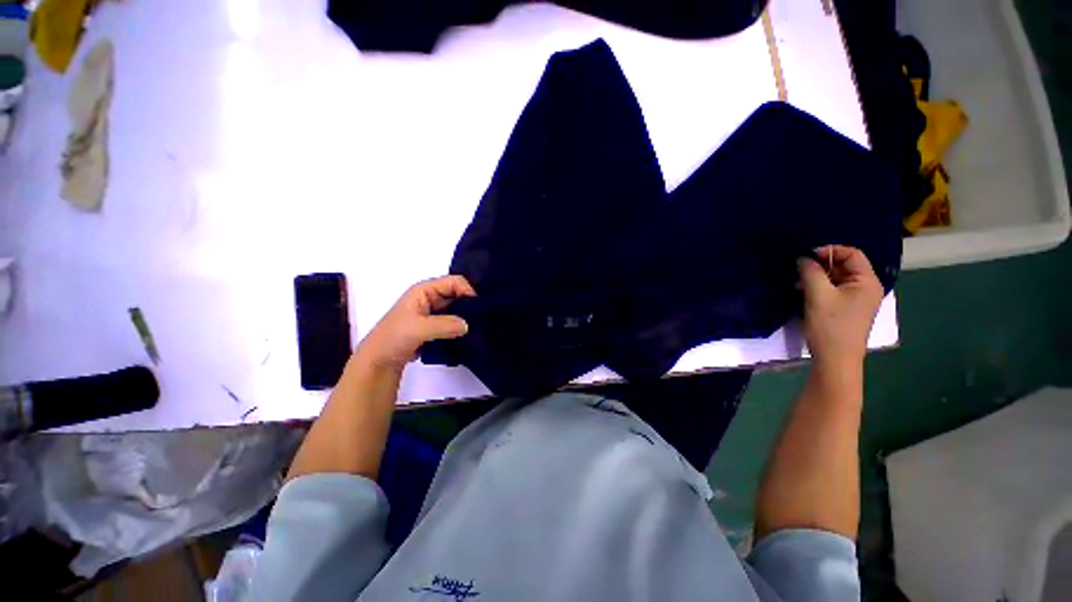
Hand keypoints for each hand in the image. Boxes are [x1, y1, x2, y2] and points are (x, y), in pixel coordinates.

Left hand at [355, 276, 475, 372]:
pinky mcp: (436, 327)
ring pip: (457, 309)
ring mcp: (433, 313)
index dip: (468, 291)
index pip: (454, 282)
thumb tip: (467, 325)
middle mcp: (431, 298)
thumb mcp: (419, 328)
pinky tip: (470, 335)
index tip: (479, 307)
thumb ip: (445, 325)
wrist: (379, 362)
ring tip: (479, 328)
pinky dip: (461, 327)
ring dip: (466, 317)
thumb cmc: (393, 338)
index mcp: (424, 290)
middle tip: (483, 318)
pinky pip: (454, 323)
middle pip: (458, 294)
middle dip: (470, 304)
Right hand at [797, 245, 884, 370]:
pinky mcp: (846, 309)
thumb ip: (811, 272)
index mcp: (867, 281)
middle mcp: (866, 287)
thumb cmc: (830, 326)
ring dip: (816, 277)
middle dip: (820, 265)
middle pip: (844, 266)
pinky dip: (818, 288)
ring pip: (836, 278)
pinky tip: (802, 293)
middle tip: (798, 271)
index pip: (852, 254)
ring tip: (797, 283)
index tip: (806, 256)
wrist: (835, 360)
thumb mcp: (818, 295)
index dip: (829, 251)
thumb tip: (803, 258)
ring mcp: (856, 299)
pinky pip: (833, 290)